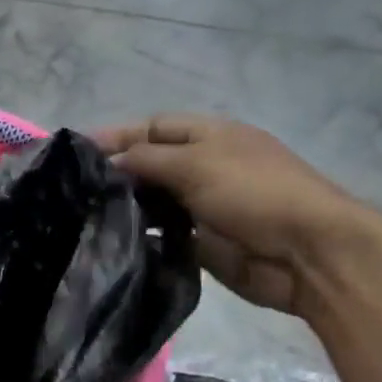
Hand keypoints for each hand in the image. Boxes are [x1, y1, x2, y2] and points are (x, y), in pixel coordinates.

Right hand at [94, 115, 381, 317]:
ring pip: (152, 201)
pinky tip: (112, 241)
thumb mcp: (197, 163)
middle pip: (149, 164)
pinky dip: (141, 237)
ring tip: (84, 216)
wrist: (308, 254)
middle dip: (115, 173)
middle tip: (73, 190)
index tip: (76, 153)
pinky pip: (162, 235)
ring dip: (125, 207)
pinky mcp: (202, 243)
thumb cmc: (254, 192)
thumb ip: (146, 159)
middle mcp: (203, 167)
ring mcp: (203, 206)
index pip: (152, 127)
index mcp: (209, 136)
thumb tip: (109, 162)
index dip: (116, 136)